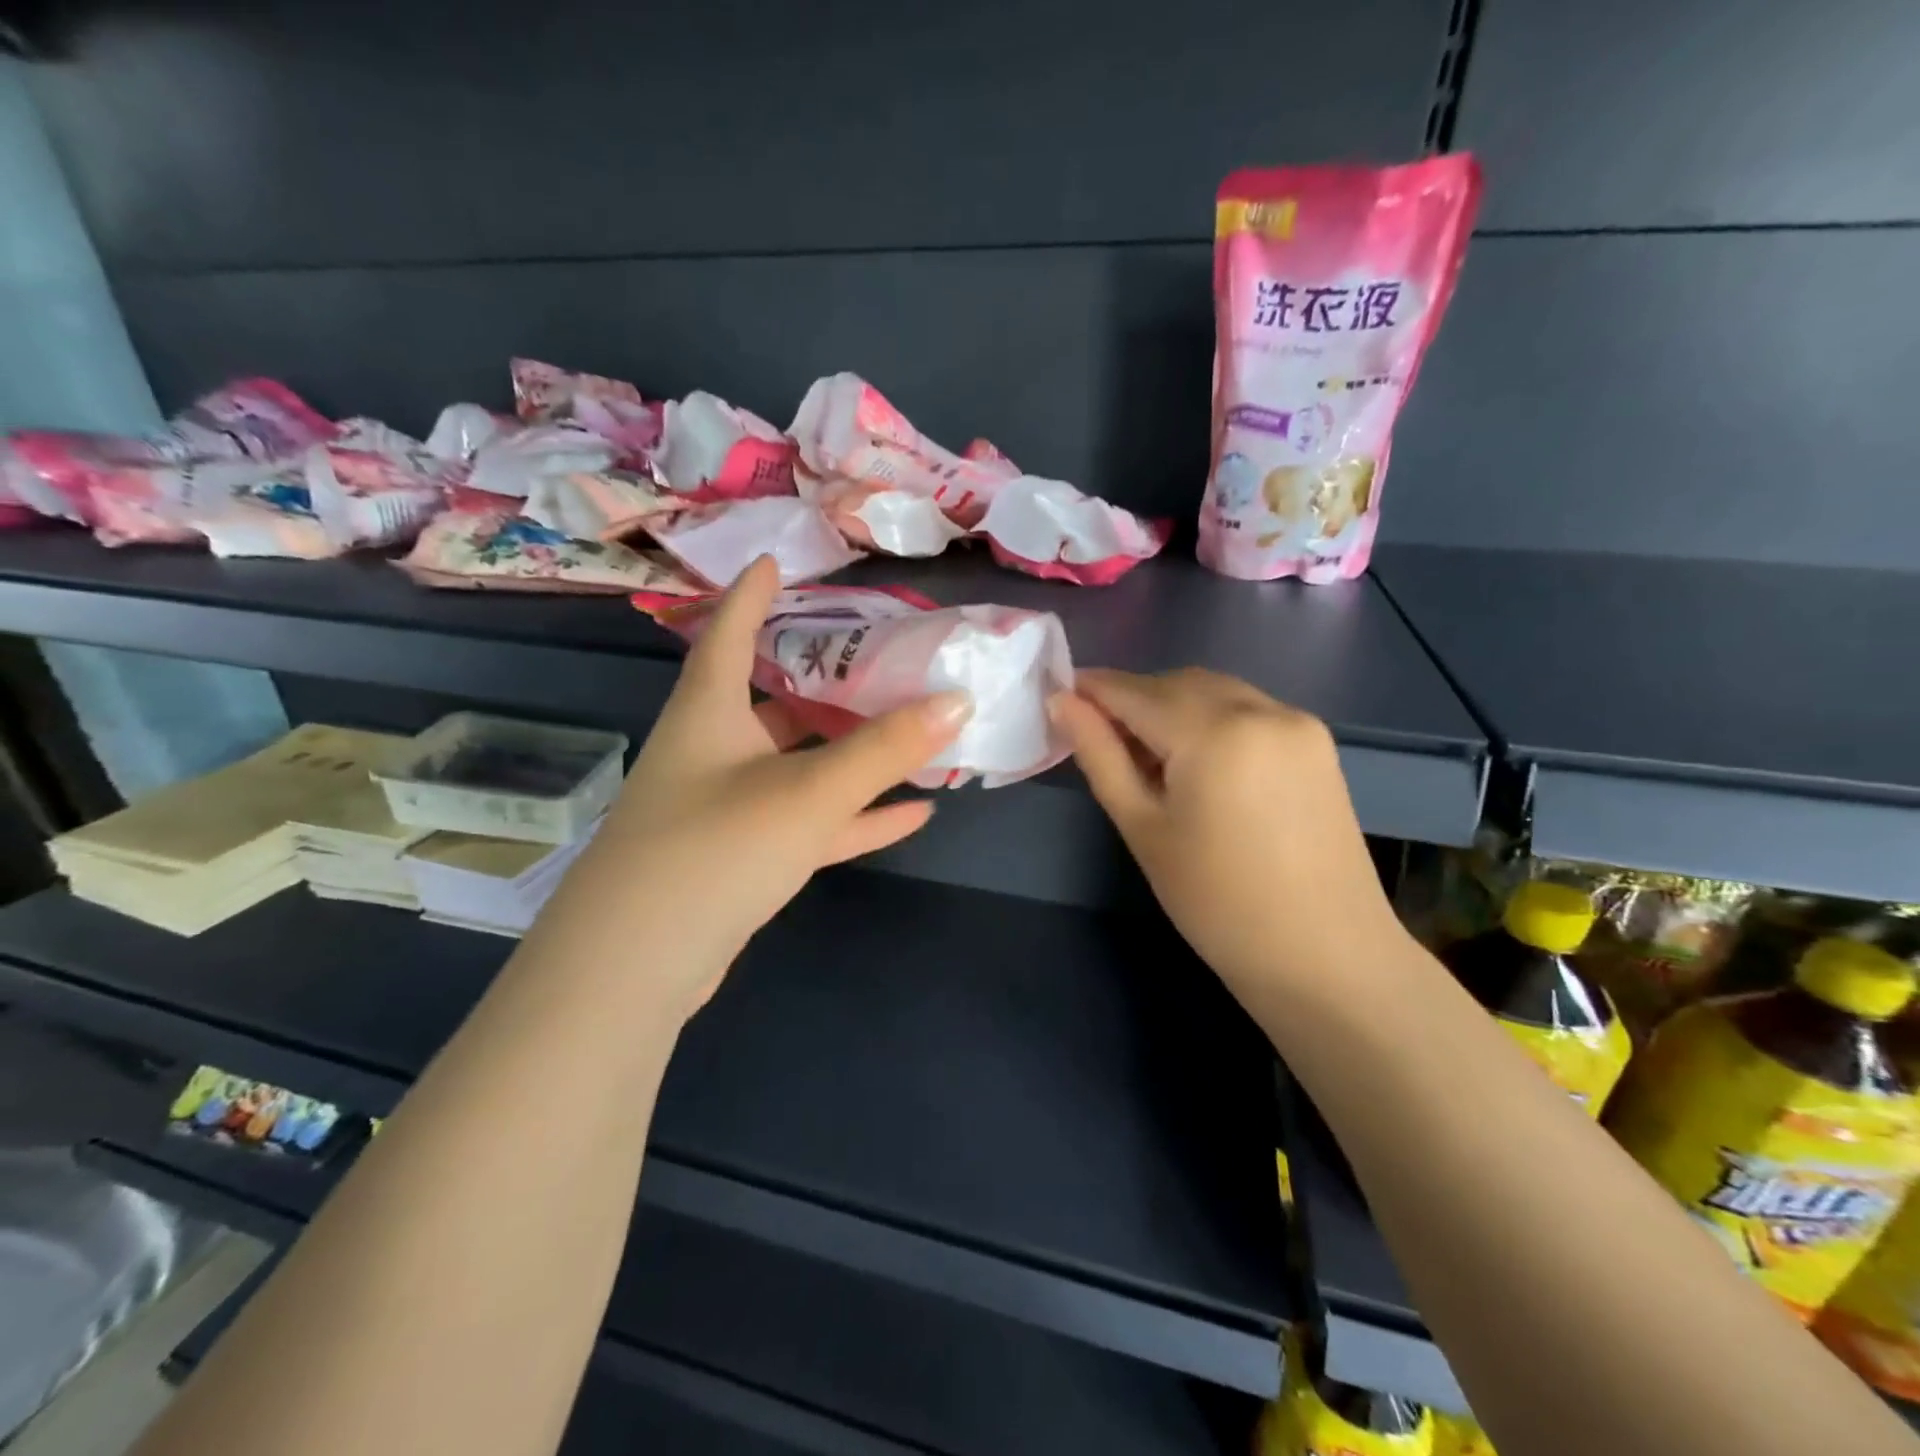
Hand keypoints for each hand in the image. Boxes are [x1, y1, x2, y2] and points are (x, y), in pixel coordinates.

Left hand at [526, 557, 970, 1022]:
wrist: (636, 967)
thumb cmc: (713, 849)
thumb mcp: (807, 792)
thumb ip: (883, 750)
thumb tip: (957, 700)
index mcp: (710, 713)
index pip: (730, 633)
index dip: (752, 594)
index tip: (777, 562)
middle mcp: (714, 750)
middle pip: (776, 700)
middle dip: (826, 679)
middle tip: (882, 656)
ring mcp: (728, 807)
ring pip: (800, 765)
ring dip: (853, 754)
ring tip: (912, 730)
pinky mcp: (743, 857)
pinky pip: (809, 821)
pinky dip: (855, 815)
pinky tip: (913, 812)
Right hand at [1049, 668, 1400, 1005]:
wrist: (1324, 956)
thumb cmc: (1215, 902)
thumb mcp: (1142, 827)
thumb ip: (1100, 755)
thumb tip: (1061, 702)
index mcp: (1214, 732)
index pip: (1135, 691)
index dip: (1092, 689)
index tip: (1059, 698)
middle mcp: (1260, 709)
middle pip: (1176, 683)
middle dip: (1132, 699)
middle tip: (1099, 739)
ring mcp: (1296, 721)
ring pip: (1213, 691)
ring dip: (1171, 707)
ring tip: (1147, 757)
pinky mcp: (1316, 742)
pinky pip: (1247, 708)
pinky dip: (1210, 718)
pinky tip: (1197, 762)